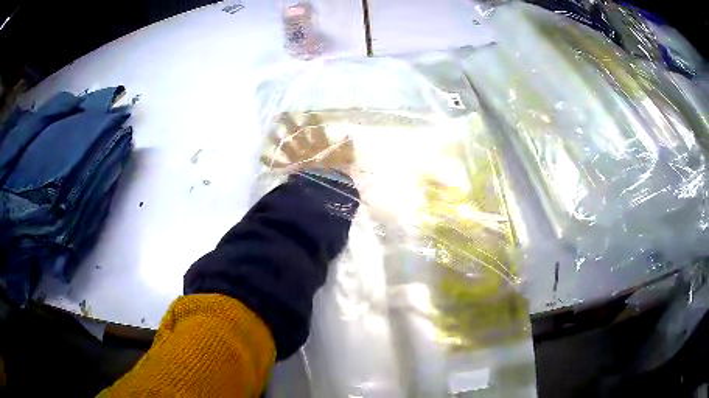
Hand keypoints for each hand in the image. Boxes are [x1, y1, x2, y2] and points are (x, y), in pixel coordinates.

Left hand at [260, 113, 353, 173]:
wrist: (323, 192)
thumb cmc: (336, 175)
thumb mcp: (346, 161)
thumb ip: (346, 148)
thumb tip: (348, 135)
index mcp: (320, 146)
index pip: (315, 129)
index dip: (311, 120)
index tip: (306, 112)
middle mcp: (305, 149)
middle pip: (295, 134)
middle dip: (288, 124)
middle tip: (280, 114)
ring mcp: (296, 159)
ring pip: (284, 146)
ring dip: (276, 139)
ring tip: (268, 131)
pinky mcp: (289, 170)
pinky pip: (278, 164)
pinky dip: (269, 161)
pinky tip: (262, 155)